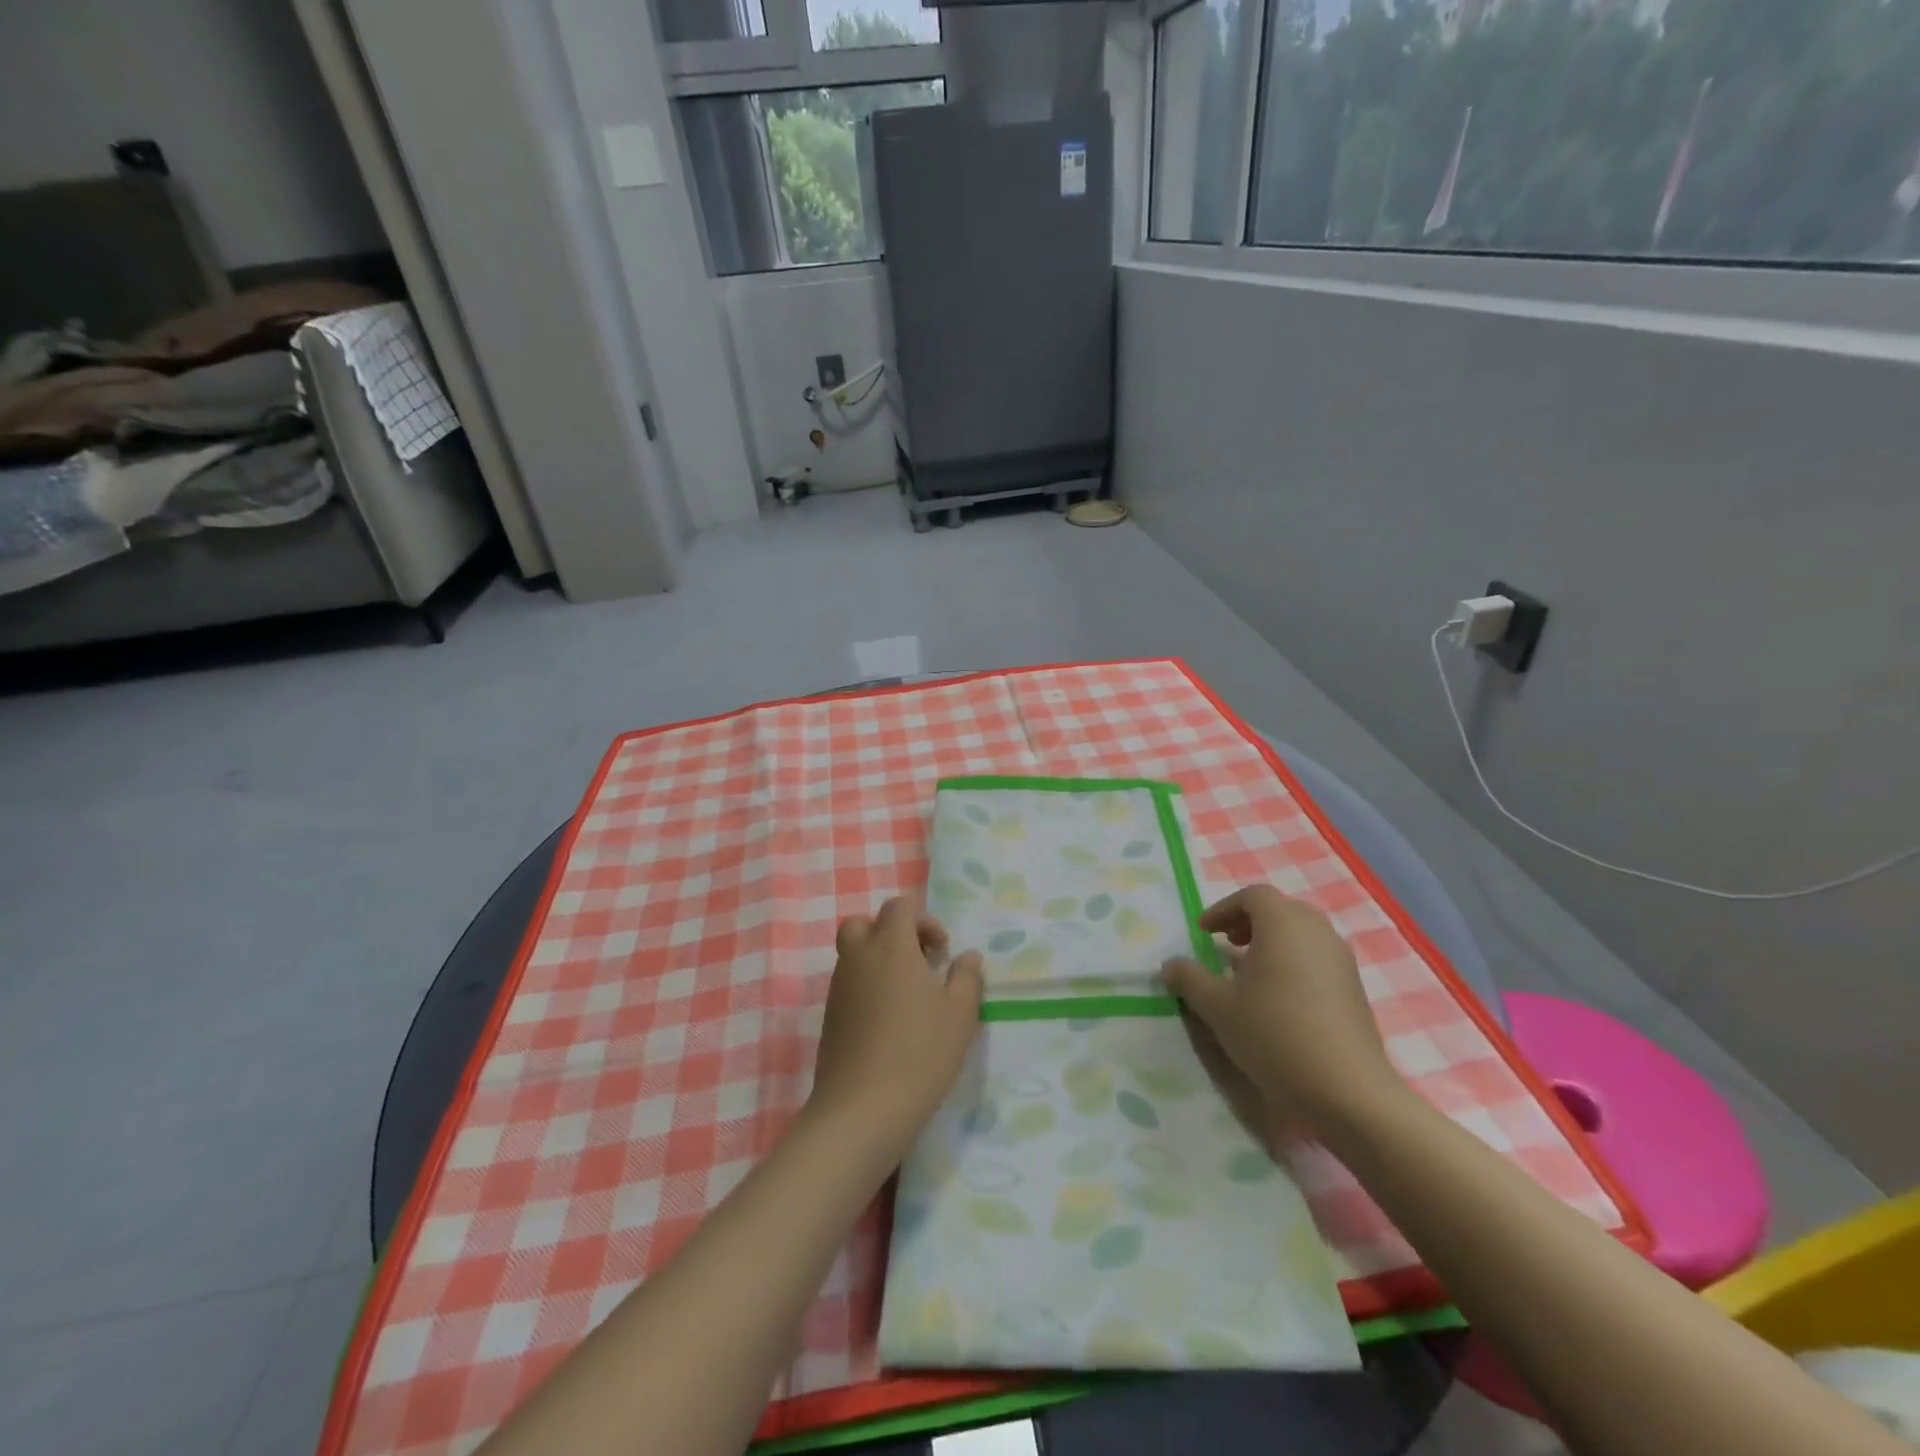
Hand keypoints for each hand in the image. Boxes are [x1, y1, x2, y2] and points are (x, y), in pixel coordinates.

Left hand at [806, 898, 984, 1161]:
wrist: (861, 1109)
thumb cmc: (919, 1054)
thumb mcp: (959, 1015)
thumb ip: (967, 977)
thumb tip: (967, 957)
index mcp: (891, 947)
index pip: (898, 907)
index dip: (923, 920)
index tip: (941, 951)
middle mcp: (859, 958)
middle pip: (865, 923)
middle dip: (892, 934)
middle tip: (917, 963)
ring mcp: (839, 987)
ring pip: (854, 954)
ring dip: (879, 960)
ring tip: (907, 996)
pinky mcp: (829, 1016)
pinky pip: (847, 983)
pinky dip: (866, 986)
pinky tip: (888, 1021)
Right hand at [1164, 885, 1402, 1139]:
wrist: (1347, 1090)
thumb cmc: (1274, 1033)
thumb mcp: (1217, 1007)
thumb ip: (1189, 979)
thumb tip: (1169, 966)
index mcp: (1283, 923)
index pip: (1252, 896)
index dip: (1223, 909)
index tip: (1204, 933)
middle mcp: (1316, 931)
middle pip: (1280, 910)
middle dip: (1249, 922)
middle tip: (1226, 946)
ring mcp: (1341, 960)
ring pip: (1302, 934)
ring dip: (1272, 943)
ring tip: (1250, 974)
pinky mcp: (1355, 989)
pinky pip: (1318, 959)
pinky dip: (1294, 963)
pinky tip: (1279, 999)